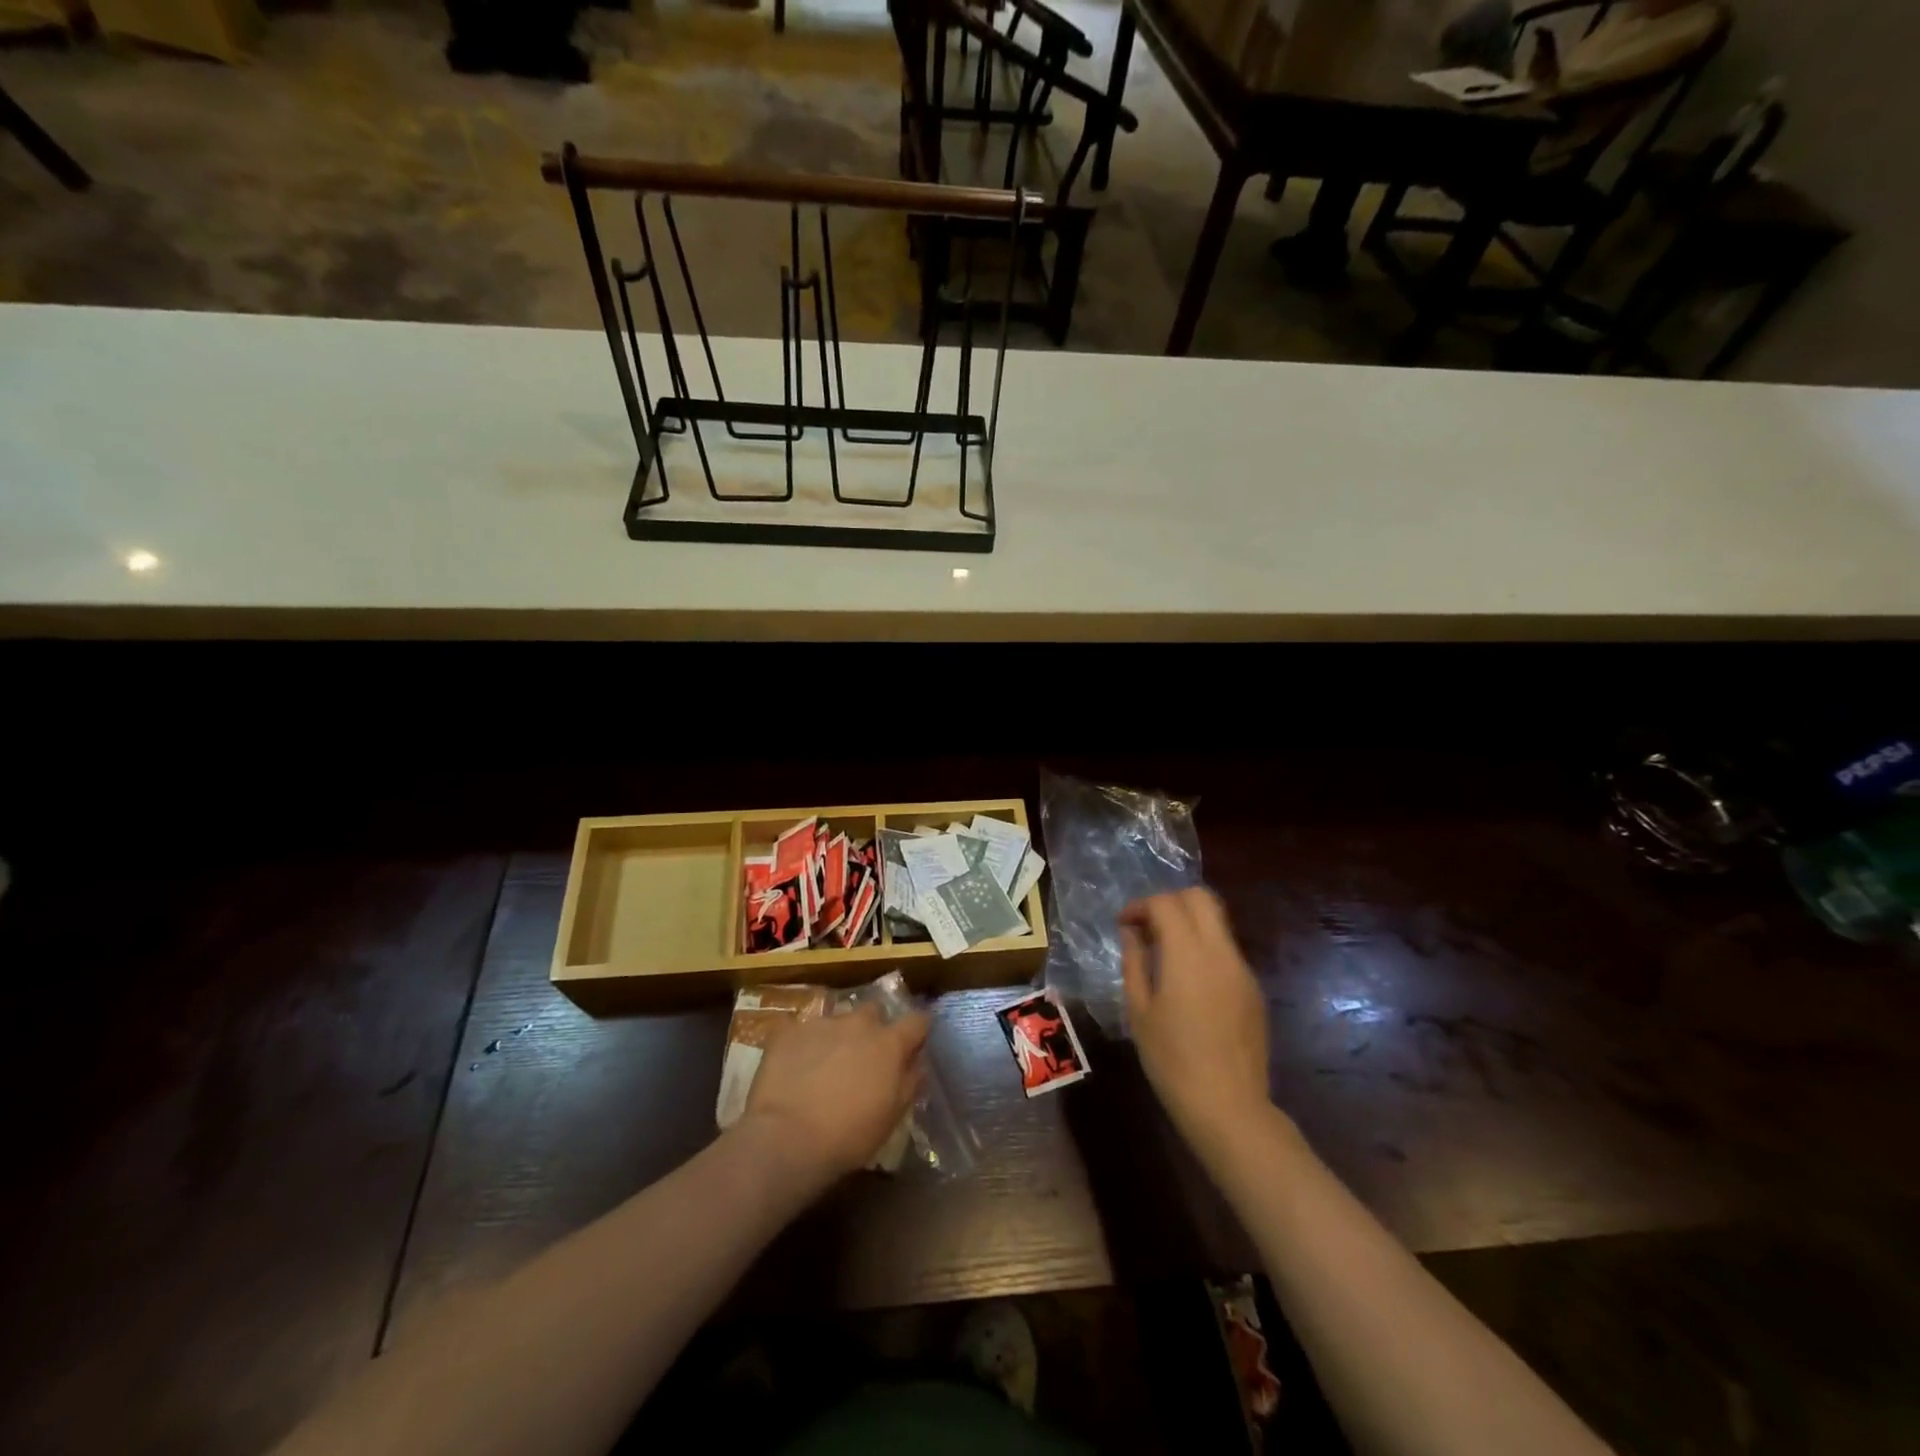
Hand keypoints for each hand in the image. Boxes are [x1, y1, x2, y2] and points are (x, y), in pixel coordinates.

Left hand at [740, 1003, 929, 1181]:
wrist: (787, 1138)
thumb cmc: (849, 1135)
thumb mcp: (892, 1116)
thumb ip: (910, 1082)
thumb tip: (917, 1063)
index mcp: (889, 1043)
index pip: (917, 1021)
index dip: (918, 1030)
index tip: (915, 1042)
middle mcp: (858, 1023)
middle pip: (874, 1011)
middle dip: (873, 1027)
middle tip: (865, 1055)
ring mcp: (822, 1023)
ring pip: (837, 1019)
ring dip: (838, 1035)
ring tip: (825, 1063)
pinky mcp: (789, 1031)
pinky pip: (802, 1030)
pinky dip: (804, 1044)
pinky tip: (795, 1066)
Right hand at [1120, 888, 1271, 1150]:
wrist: (1228, 1107)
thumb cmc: (1171, 1060)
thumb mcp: (1139, 1011)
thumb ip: (1135, 963)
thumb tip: (1132, 933)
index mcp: (1188, 954)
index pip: (1166, 903)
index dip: (1141, 906)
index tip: (1124, 925)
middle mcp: (1220, 952)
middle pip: (1200, 898)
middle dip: (1170, 903)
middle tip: (1148, 927)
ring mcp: (1242, 970)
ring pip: (1217, 923)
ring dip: (1189, 924)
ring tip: (1164, 954)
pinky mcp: (1254, 990)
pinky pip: (1227, 951)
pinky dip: (1204, 949)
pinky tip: (1188, 983)